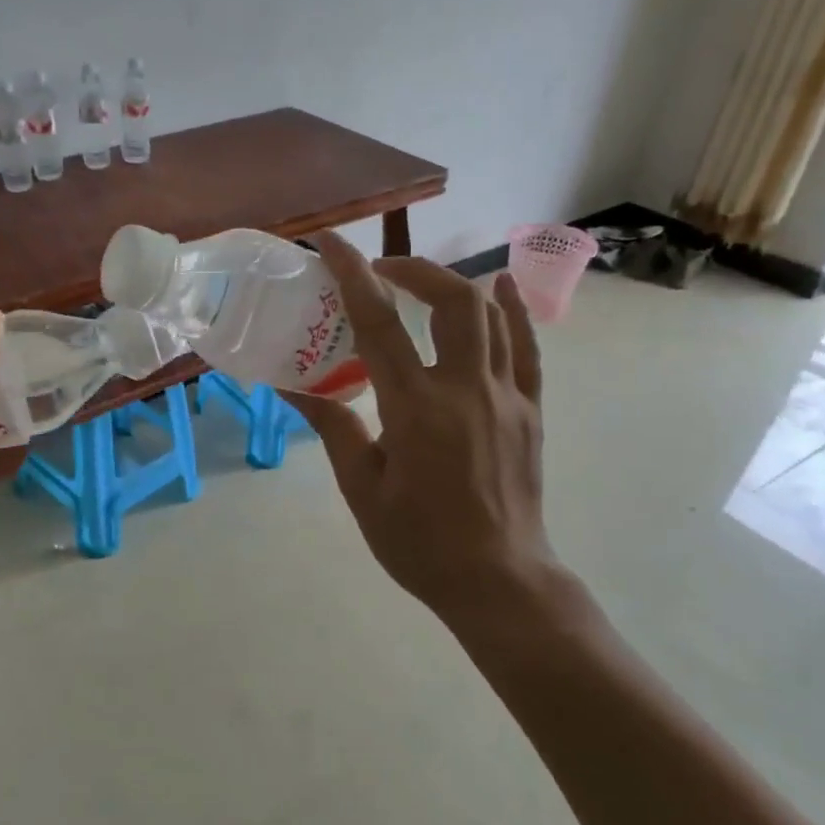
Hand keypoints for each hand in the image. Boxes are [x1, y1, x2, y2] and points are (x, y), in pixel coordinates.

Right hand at [282, 233, 562, 630]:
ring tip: (419, 282)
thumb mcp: (362, 489)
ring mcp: (506, 397)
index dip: (352, 276)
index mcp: (416, 410)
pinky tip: (501, 287)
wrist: (498, 581)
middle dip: (413, 269)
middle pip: (452, 301)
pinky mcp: (530, 411)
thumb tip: (294, 387)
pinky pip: (526, 348)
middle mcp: (466, 390)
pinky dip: (513, 311)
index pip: (379, 324)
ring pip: (490, 316)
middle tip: (379, 271)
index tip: (330, 243)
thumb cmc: (419, 543)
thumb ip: (333, 427)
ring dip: (453, 285)